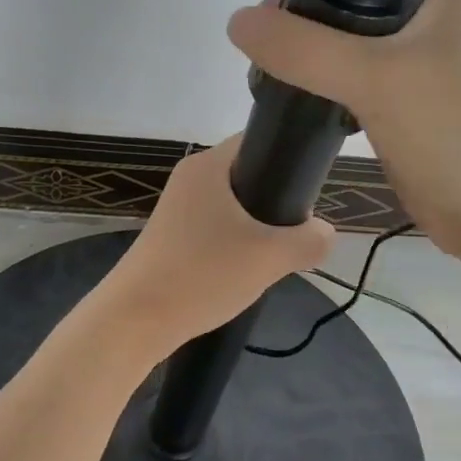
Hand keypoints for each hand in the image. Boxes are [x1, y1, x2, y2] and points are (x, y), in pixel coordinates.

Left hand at [98, 136, 333, 348]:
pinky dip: (233, 246)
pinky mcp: (170, 238)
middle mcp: (189, 179)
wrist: (136, 319)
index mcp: (208, 166)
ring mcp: (176, 210)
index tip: (309, 193)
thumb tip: (324, 233)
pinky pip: (215, 230)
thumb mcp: (270, 257)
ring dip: (255, 230)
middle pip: (248, 176)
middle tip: (294, 233)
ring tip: (271, 257)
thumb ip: (309, 240)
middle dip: (276, 203)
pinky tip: (242, 272)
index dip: (289, 160)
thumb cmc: (203, 274)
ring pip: (233, 208)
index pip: (258, 141)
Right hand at [227, 0, 460, 266]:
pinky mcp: (409, 109)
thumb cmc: (451, 133)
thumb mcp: (373, 78)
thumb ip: (305, 48)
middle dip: (309, 12)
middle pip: (356, 2)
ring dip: (316, 51)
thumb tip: (239, 22)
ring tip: (272, 60)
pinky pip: (358, 83)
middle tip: (266, 32)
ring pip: (355, 45)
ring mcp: (423, 70)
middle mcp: (435, 25)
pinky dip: (329, 83)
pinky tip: (299, 91)